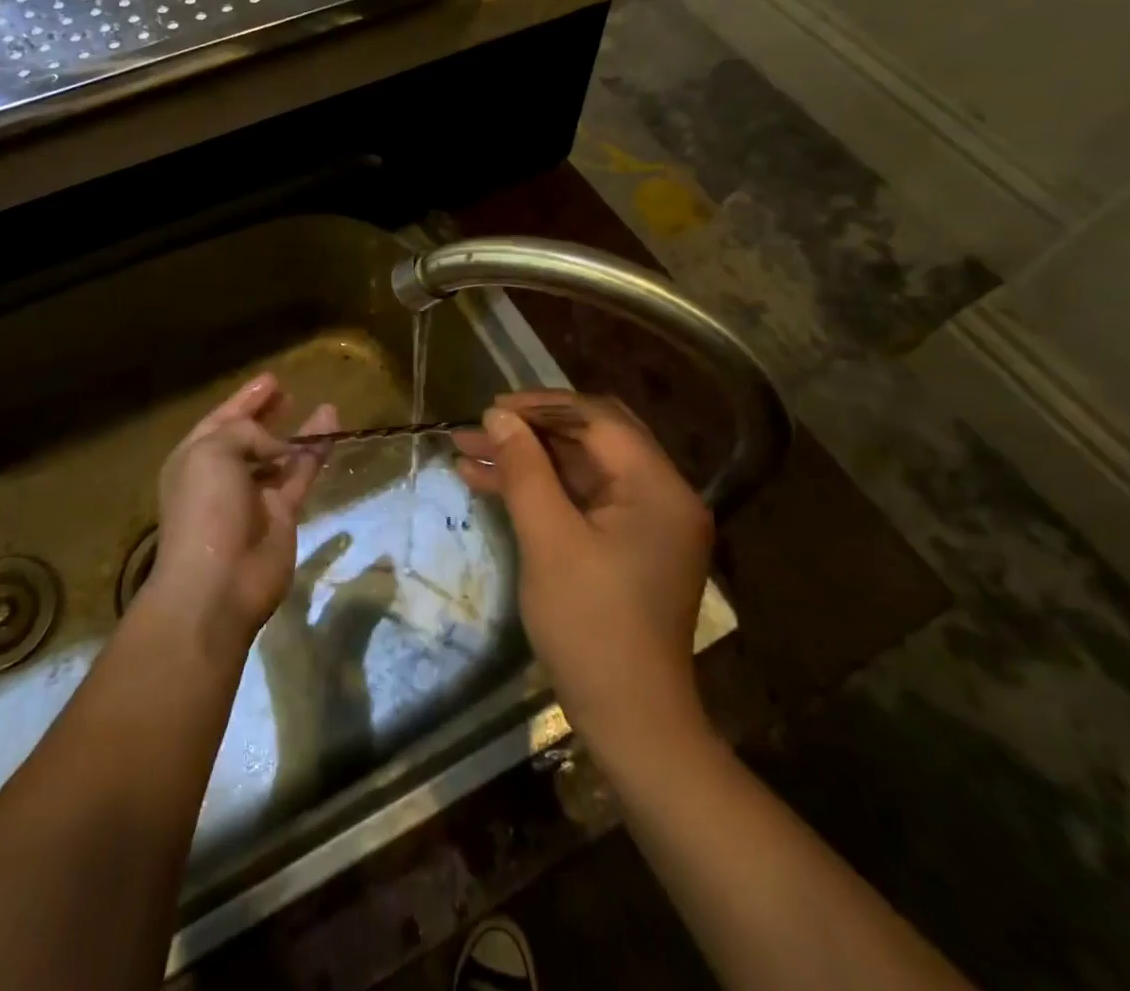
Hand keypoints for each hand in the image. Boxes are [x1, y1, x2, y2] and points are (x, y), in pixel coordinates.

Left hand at [146, 374, 337, 653]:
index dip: (245, 399)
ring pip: (280, 455)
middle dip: (267, 414)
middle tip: (288, 392)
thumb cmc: (205, 509)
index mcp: (194, 458)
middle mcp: (222, 475)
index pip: (221, 419)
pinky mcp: (282, 513)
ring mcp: (253, 496)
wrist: (218, 583)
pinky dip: (316, 453)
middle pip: (250, 436)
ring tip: (323, 407)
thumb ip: (246, 433)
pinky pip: (301, 474)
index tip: (271, 379)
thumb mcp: (214, 452)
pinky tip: (332, 430)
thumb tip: (279, 446)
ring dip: (299, 431)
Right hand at [456, 391, 713, 752]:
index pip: (597, 420)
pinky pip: (581, 499)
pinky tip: (488, 484)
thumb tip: (499, 416)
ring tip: (467, 453)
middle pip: (592, 437)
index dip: (541, 407)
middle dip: (532, 429)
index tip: (490, 409)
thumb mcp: (549, 539)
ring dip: (528, 459)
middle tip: (481, 428)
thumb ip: (525, 470)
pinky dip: (540, 491)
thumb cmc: (591, 627)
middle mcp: (661, 493)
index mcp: (657, 486)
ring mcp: (645, 520)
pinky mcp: (627, 544)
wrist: (630, 722)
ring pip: (581, 468)